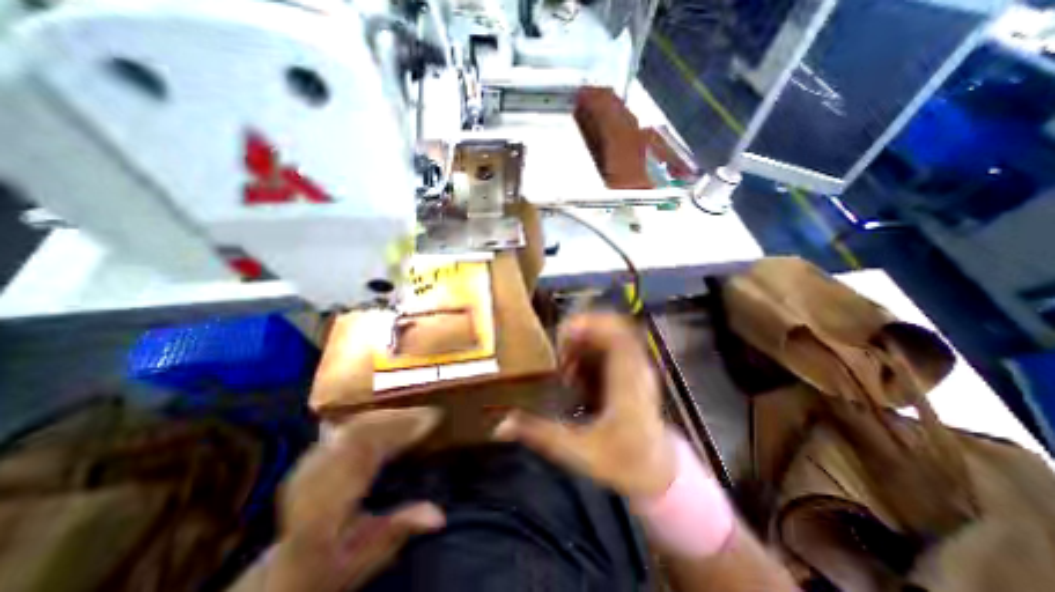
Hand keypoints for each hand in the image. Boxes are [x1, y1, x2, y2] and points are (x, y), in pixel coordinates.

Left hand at [268, 409, 444, 589]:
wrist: (286, 572)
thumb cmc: (332, 565)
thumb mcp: (367, 557)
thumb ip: (399, 530)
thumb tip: (440, 515)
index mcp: (322, 510)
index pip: (363, 455)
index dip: (398, 432)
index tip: (429, 420)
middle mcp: (311, 481)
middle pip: (358, 434)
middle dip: (397, 420)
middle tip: (428, 413)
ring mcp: (308, 465)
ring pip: (352, 427)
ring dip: (387, 416)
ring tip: (415, 412)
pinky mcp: (313, 456)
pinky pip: (346, 428)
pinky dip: (374, 418)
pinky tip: (391, 416)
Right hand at [496, 314, 674, 499]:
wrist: (658, 474)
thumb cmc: (623, 463)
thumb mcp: (578, 451)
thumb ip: (540, 434)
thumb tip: (501, 426)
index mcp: (627, 382)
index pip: (616, 335)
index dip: (589, 325)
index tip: (561, 336)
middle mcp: (636, 368)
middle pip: (614, 326)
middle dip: (582, 331)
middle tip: (559, 350)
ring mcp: (638, 367)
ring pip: (612, 333)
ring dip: (585, 341)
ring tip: (565, 364)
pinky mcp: (635, 371)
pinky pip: (613, 346)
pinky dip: (592, 351)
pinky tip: (577, 373)